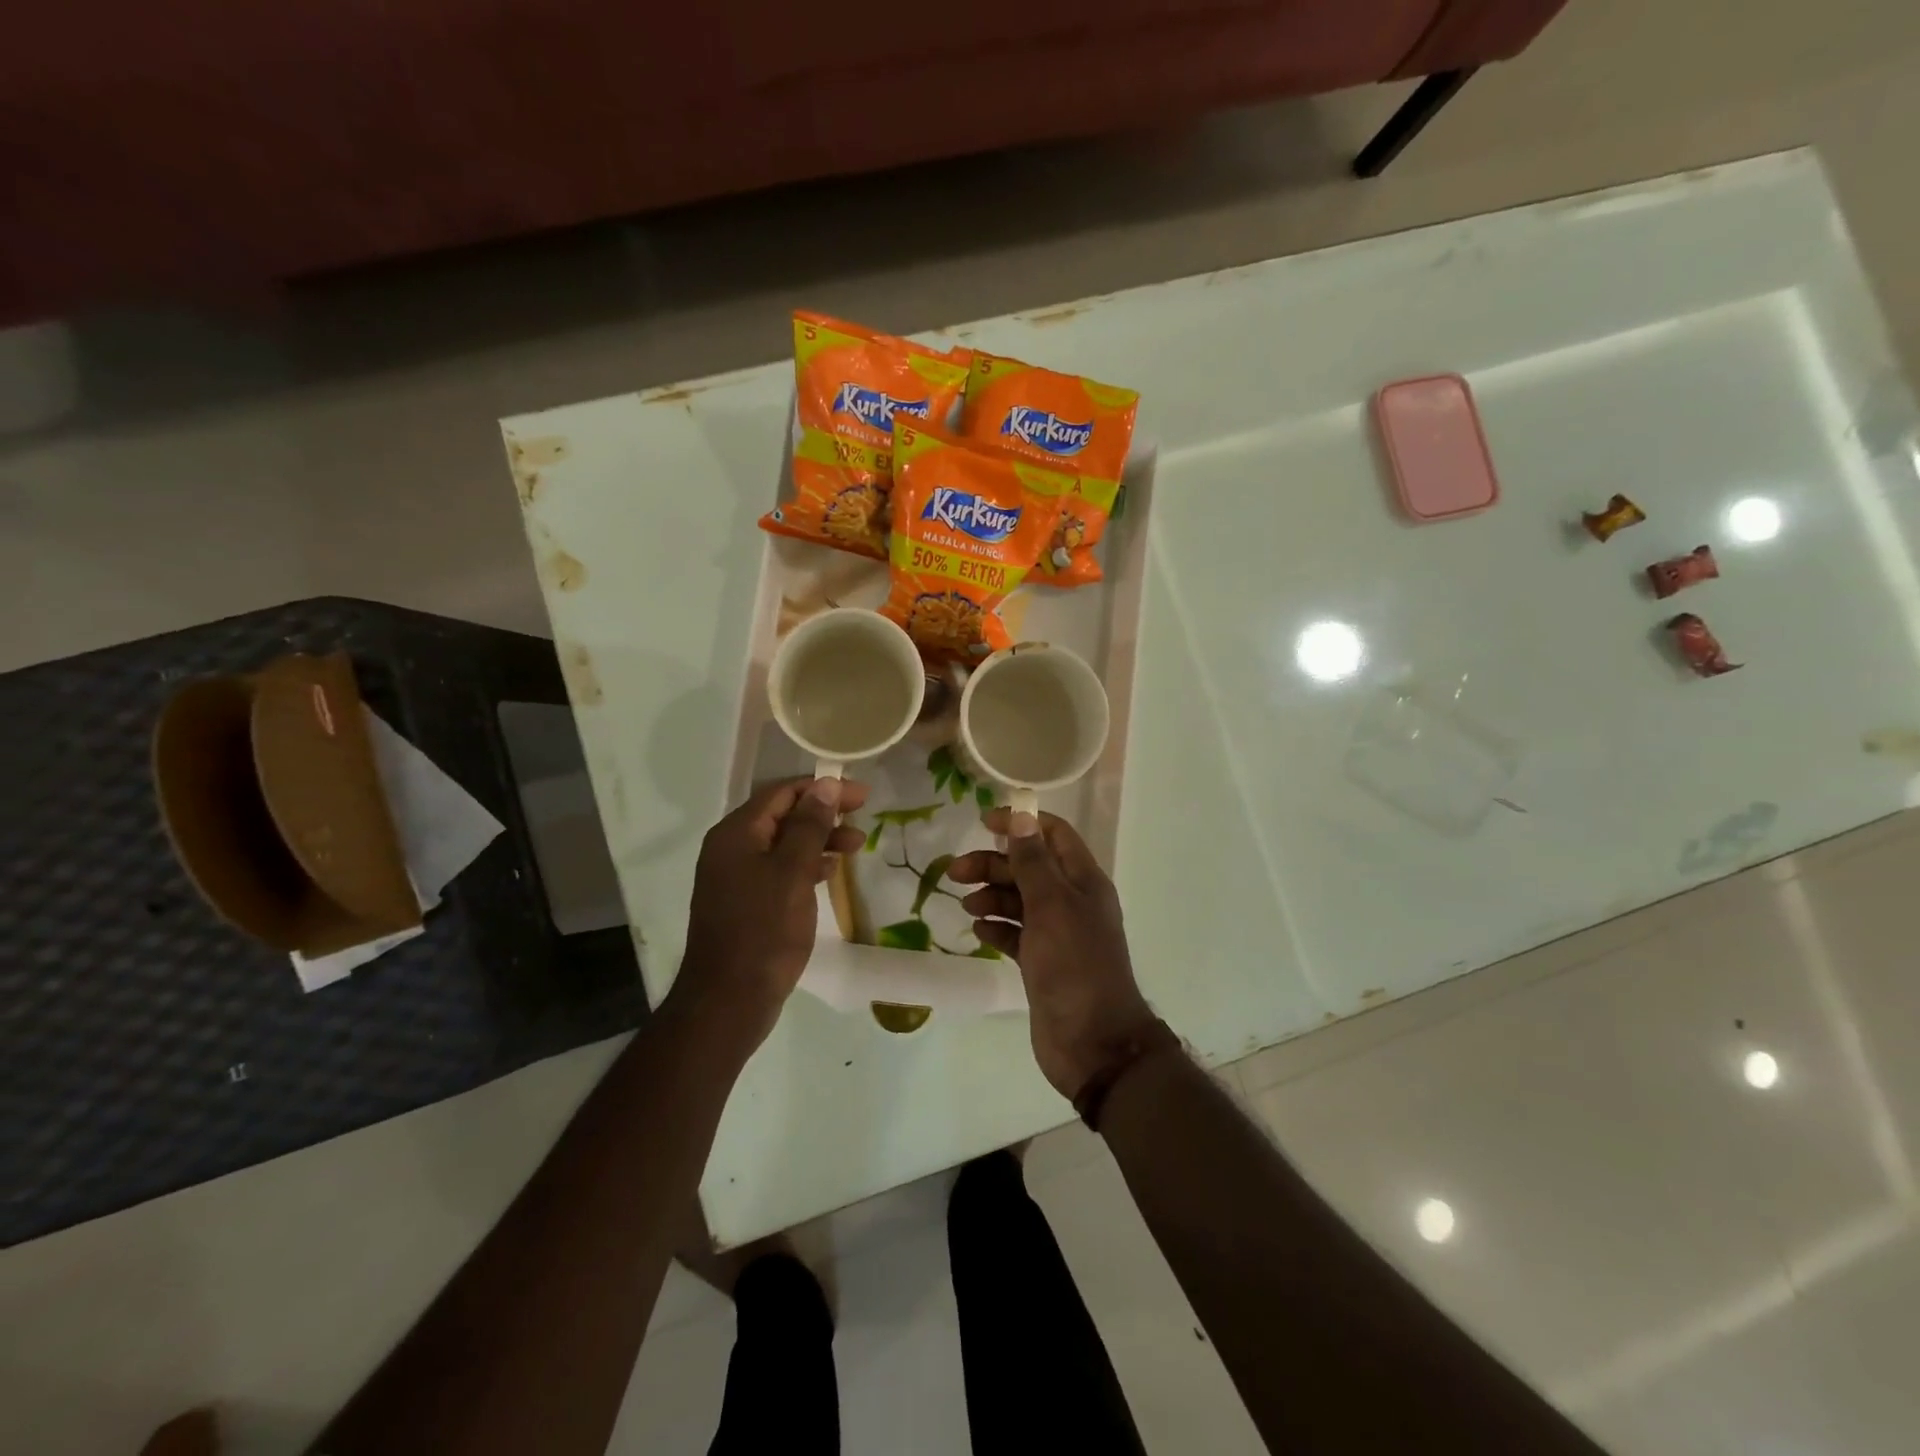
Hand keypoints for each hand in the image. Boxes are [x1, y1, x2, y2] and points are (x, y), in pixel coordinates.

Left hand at [675, 776, 869, 1052]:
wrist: (729, 1000)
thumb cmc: (764, 930)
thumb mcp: (792, 872)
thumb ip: (809, 826)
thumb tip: (825, 784)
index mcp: (736, 834)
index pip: (782, 793)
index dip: (823, 788)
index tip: (861, 794)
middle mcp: (731, 848)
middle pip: (782, 815)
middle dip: (823, 813)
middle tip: (863, 815)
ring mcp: (735, 877)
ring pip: (783, 843)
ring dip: (819, 839)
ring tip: (857, 846)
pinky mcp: (745, 901)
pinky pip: (779, 869)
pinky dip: (806, 864)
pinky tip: (831, 871)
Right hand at [948, 809, 1158, 1100]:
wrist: (1092, 1042)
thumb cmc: (1074, 965)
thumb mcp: (1052, 905)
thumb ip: (1034, 861)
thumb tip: (1022, 816)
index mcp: (1083, 881)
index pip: (1053, 835)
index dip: (1021, 823)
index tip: (983, 822)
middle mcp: (1071, 902)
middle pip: (1029, 867)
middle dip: (994, 864)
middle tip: (955, 871)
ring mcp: (1057, 934)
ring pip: (1019, 900)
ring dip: (991, 896)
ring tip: (966, 906)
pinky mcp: (1042, 962)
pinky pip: (1015, 933)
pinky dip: (996, 927)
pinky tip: (978, 930)